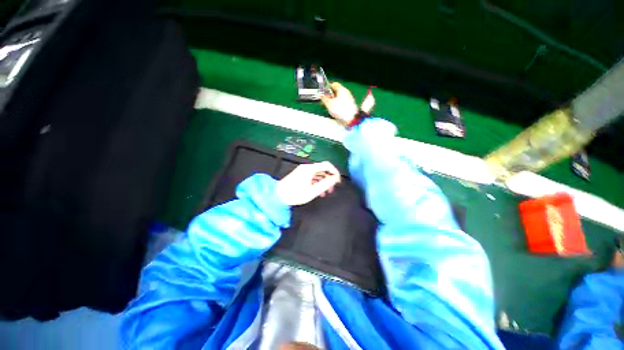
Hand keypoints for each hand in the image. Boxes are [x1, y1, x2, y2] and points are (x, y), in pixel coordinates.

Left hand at [276, 162, 340, 205]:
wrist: (278, 195)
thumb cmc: (295, 194)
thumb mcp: (313, 190)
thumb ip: (326, 184)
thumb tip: (335, 178)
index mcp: (310, 169)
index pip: (327, 165)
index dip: (335, 172)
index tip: (338, 181)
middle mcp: (307, 167)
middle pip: (323, 169)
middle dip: (329, 178)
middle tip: (332, 189)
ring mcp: (303, 171)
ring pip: (318, 174)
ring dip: (324, 182)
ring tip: (326, 192)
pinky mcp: (301, 175)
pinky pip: (312, 177)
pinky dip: (317, 183)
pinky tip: (318, 191)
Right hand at [321, 82, 358, 125]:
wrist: (351, 119)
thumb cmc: (340, 110)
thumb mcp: (329, 104)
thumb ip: (324, 98)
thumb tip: (321, 95)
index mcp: (341, 89)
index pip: (333, 84)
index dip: (327, 88)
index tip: (322, 93)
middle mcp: (346, 93)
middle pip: (336, 92)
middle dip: (329, 96)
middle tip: (324, 101)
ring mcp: (349, 100)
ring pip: (338, 98)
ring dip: (332, 102)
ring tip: (328, 107)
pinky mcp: (349, 106)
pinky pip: (341, 104)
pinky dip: (337, 106)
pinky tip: (334, 111)